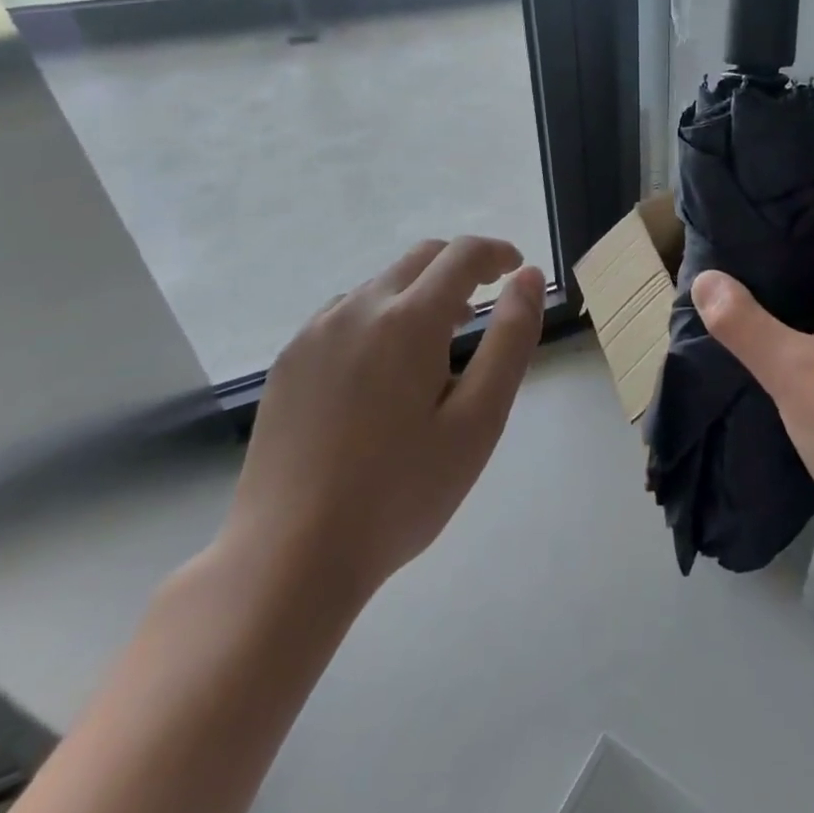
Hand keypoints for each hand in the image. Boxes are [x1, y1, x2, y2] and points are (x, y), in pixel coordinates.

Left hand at [220, 238, 545, 612]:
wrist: (286, 559)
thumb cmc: (400, 493)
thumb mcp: (478, 420)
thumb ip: (510, 339)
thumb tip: (527, 277)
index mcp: (409, 319)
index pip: (463, 254)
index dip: (496, 253)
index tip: (515, 271)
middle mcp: (358, 308)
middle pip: (421, 258)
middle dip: (459, 267)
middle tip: (482, 305)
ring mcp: (315, 332)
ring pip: (382, 284)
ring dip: (418, 294)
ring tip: (435, 346)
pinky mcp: (288, 360)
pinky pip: (345, 313)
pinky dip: (379, 317)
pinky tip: (381, 371)